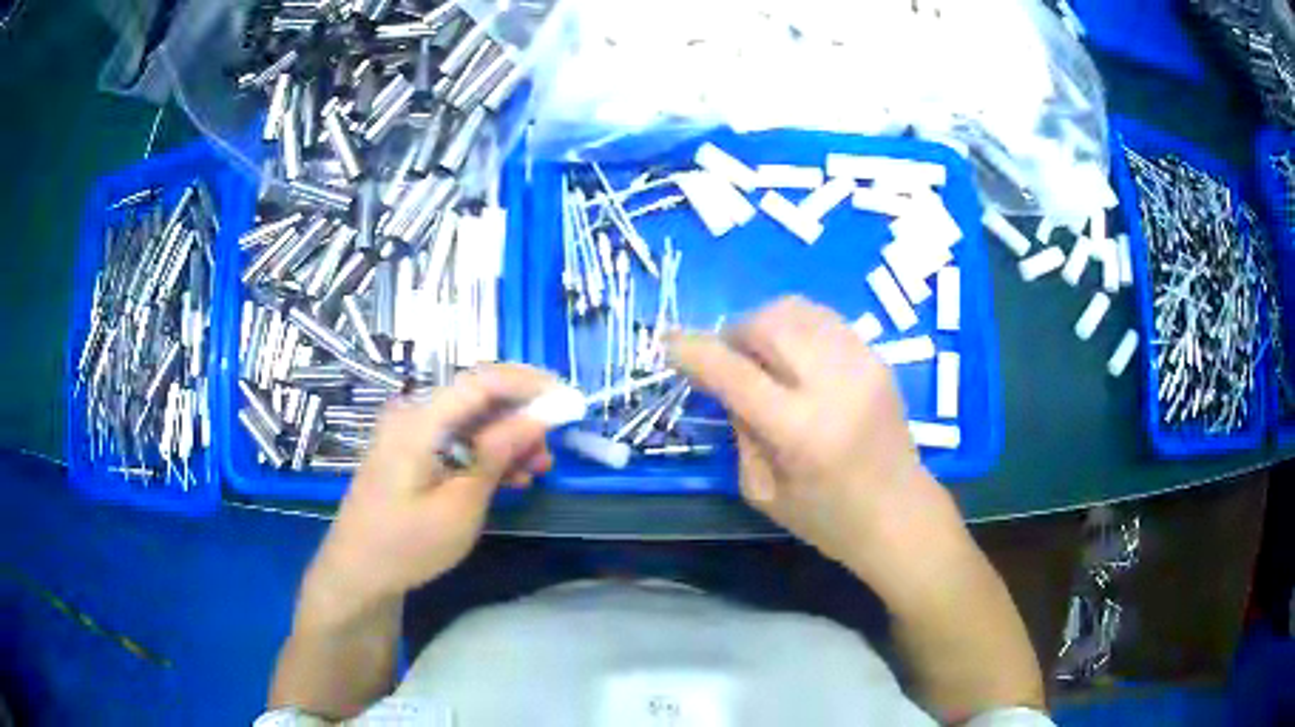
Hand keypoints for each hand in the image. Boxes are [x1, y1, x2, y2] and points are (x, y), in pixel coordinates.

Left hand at [302, 364, 557, 619]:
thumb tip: (539, 414)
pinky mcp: (412, 452)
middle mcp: (413, 415)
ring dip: (507, 439)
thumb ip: (498, 452)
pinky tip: (510, 478)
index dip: (530, 384)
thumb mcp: (461, 504)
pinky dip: (486, 454)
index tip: (568, 400)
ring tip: (537, 469)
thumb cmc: (408, 544)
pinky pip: (456, 440)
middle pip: (477, 398)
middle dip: (521, 417)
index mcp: (420, 420)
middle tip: (552, 449)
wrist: (358, 572)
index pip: (483, 380)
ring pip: (470, 420)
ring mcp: (410, 434)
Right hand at [669, 297, 962, 584]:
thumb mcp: (763, 491)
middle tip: (723, 356)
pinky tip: (791, 355)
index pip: (735, 373)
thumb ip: (740, 430)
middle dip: (732, 331)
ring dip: (763, 324)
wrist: (900, 514)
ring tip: (757, 354)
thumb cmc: (828, 518)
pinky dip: (795, 327)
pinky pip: (823, 319)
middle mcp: (834, 385)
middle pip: (769, 324)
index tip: (668, 343)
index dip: (694, 351)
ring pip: (797, 310)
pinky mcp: (877, 357)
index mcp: (801, 431)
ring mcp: (862, 364)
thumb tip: (725, 381)